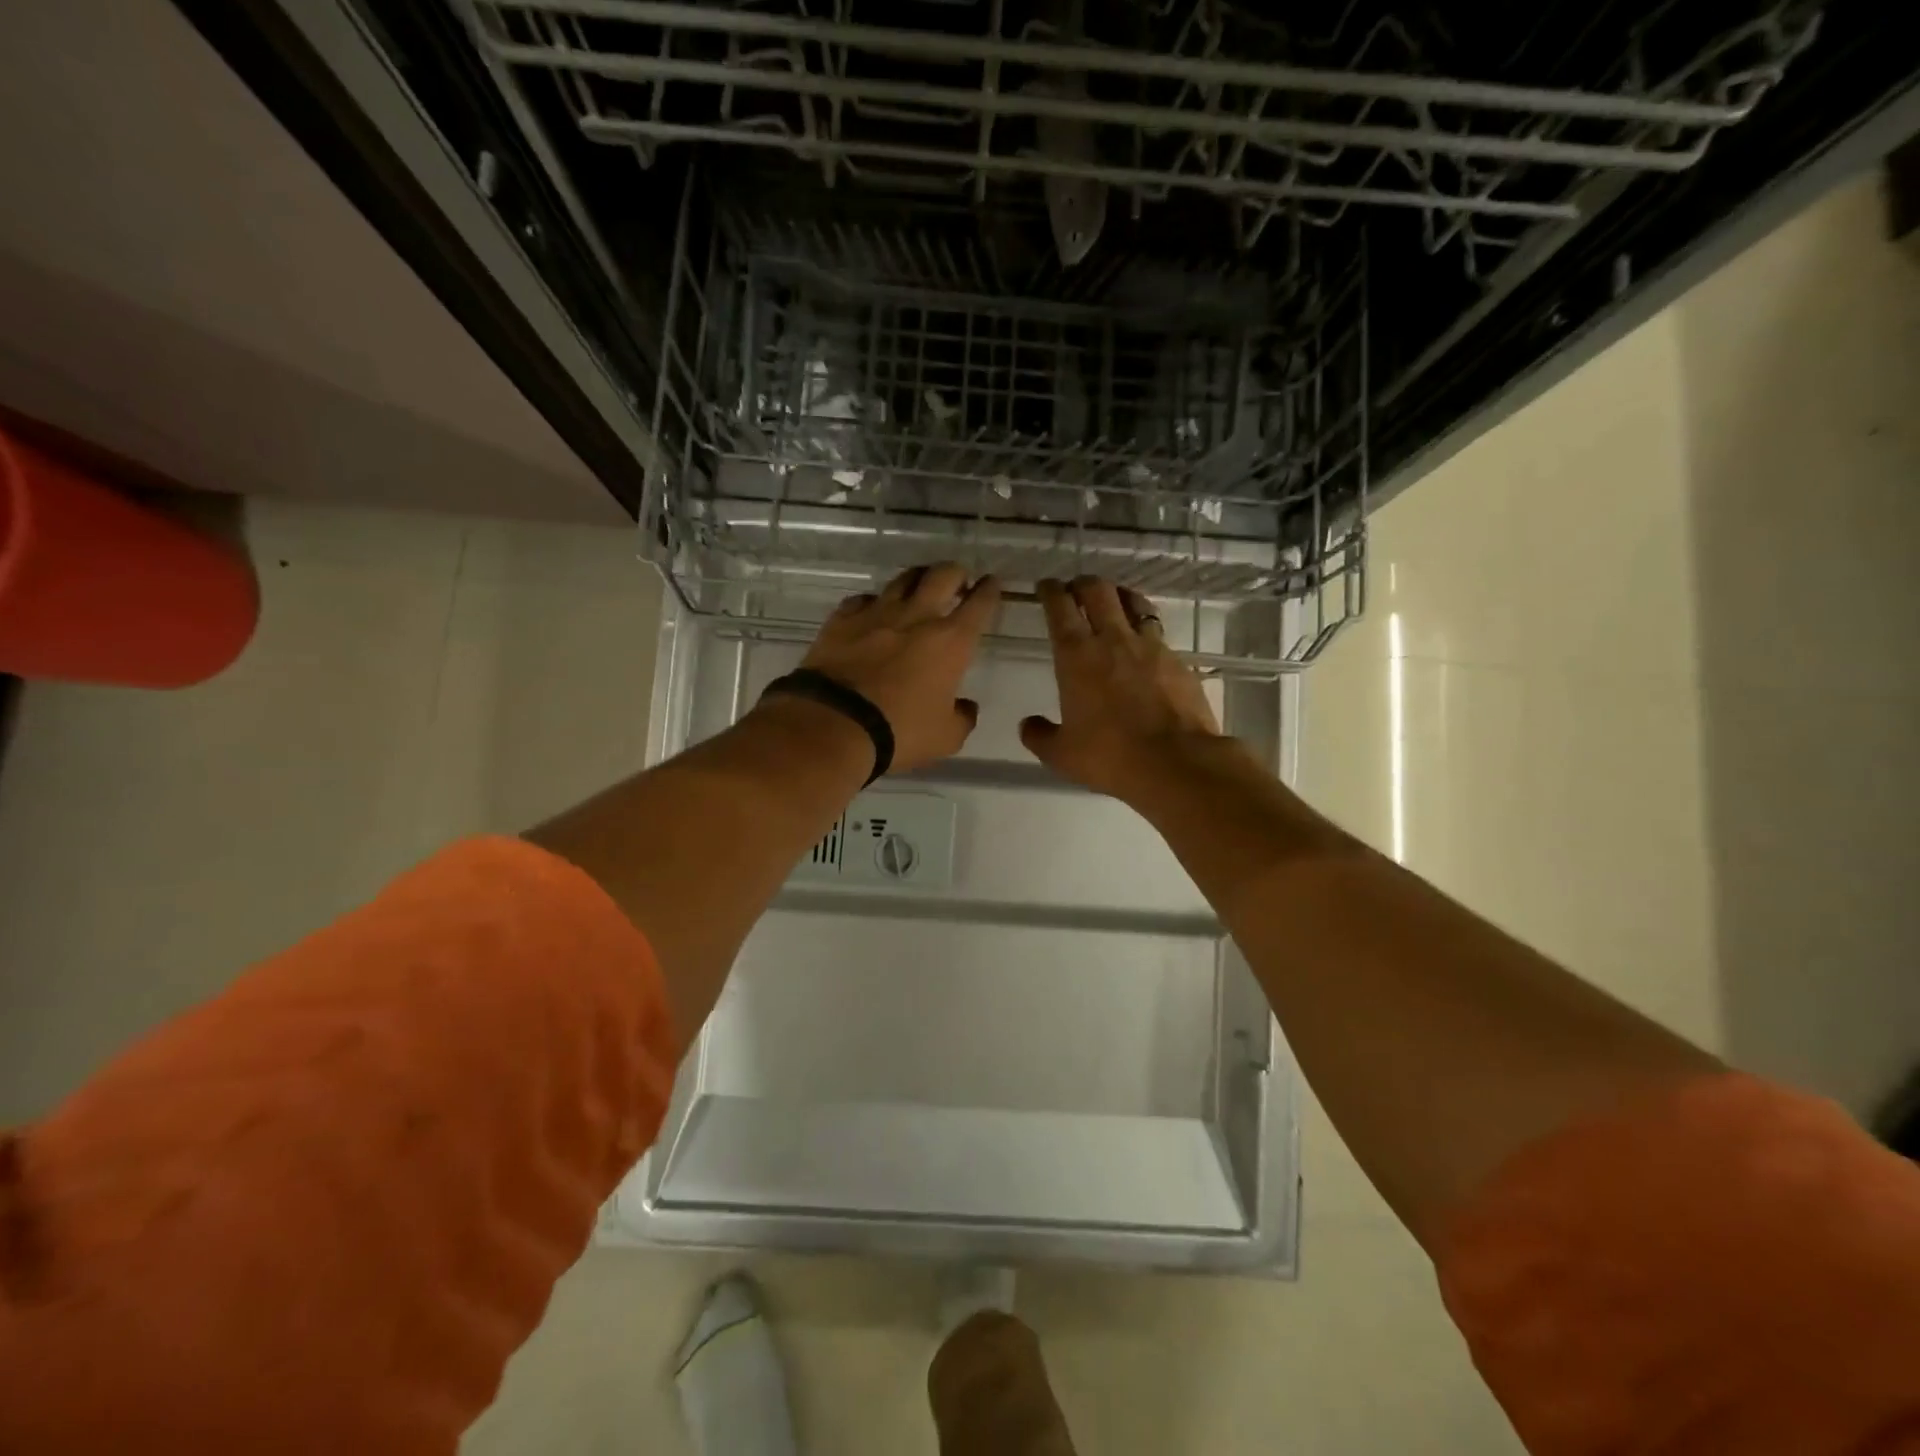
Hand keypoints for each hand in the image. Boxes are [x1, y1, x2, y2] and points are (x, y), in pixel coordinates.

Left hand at [794, 563, 1000, 771]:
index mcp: (951, 642)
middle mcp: (917, 617)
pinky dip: (873, 603)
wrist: (834, 725)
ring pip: (903, 579)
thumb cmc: (900, 732)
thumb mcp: (945, 738)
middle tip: (957, 581)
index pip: (979, 604)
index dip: (989, 590)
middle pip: (942, 575)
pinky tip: (872, 612)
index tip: (992, 583)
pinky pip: (863, 600)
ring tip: (919, 587)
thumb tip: (965, 707)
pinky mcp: (841, 620)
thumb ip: (962, 718)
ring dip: (917, 579)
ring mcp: (876, 614)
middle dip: (955, 573)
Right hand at [1020, 576, 1223, 797]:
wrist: (1176, 762)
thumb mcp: (1061, 754)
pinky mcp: (1178, 660)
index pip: (1059, 607)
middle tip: (1075, 589)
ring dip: (1119, 596)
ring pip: (1134, 603)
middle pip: (1097, 591)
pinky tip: (1144, 646)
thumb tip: (1028, 725)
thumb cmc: (1110, 755)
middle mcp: (1112, 639)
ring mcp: (1150, 646)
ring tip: (1114, 601)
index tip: (1045, 586)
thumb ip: (1039, 735)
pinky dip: (1146, 630)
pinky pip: (1158, 633)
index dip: (1050, 591)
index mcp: (1076, 655)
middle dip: (1083, 583)